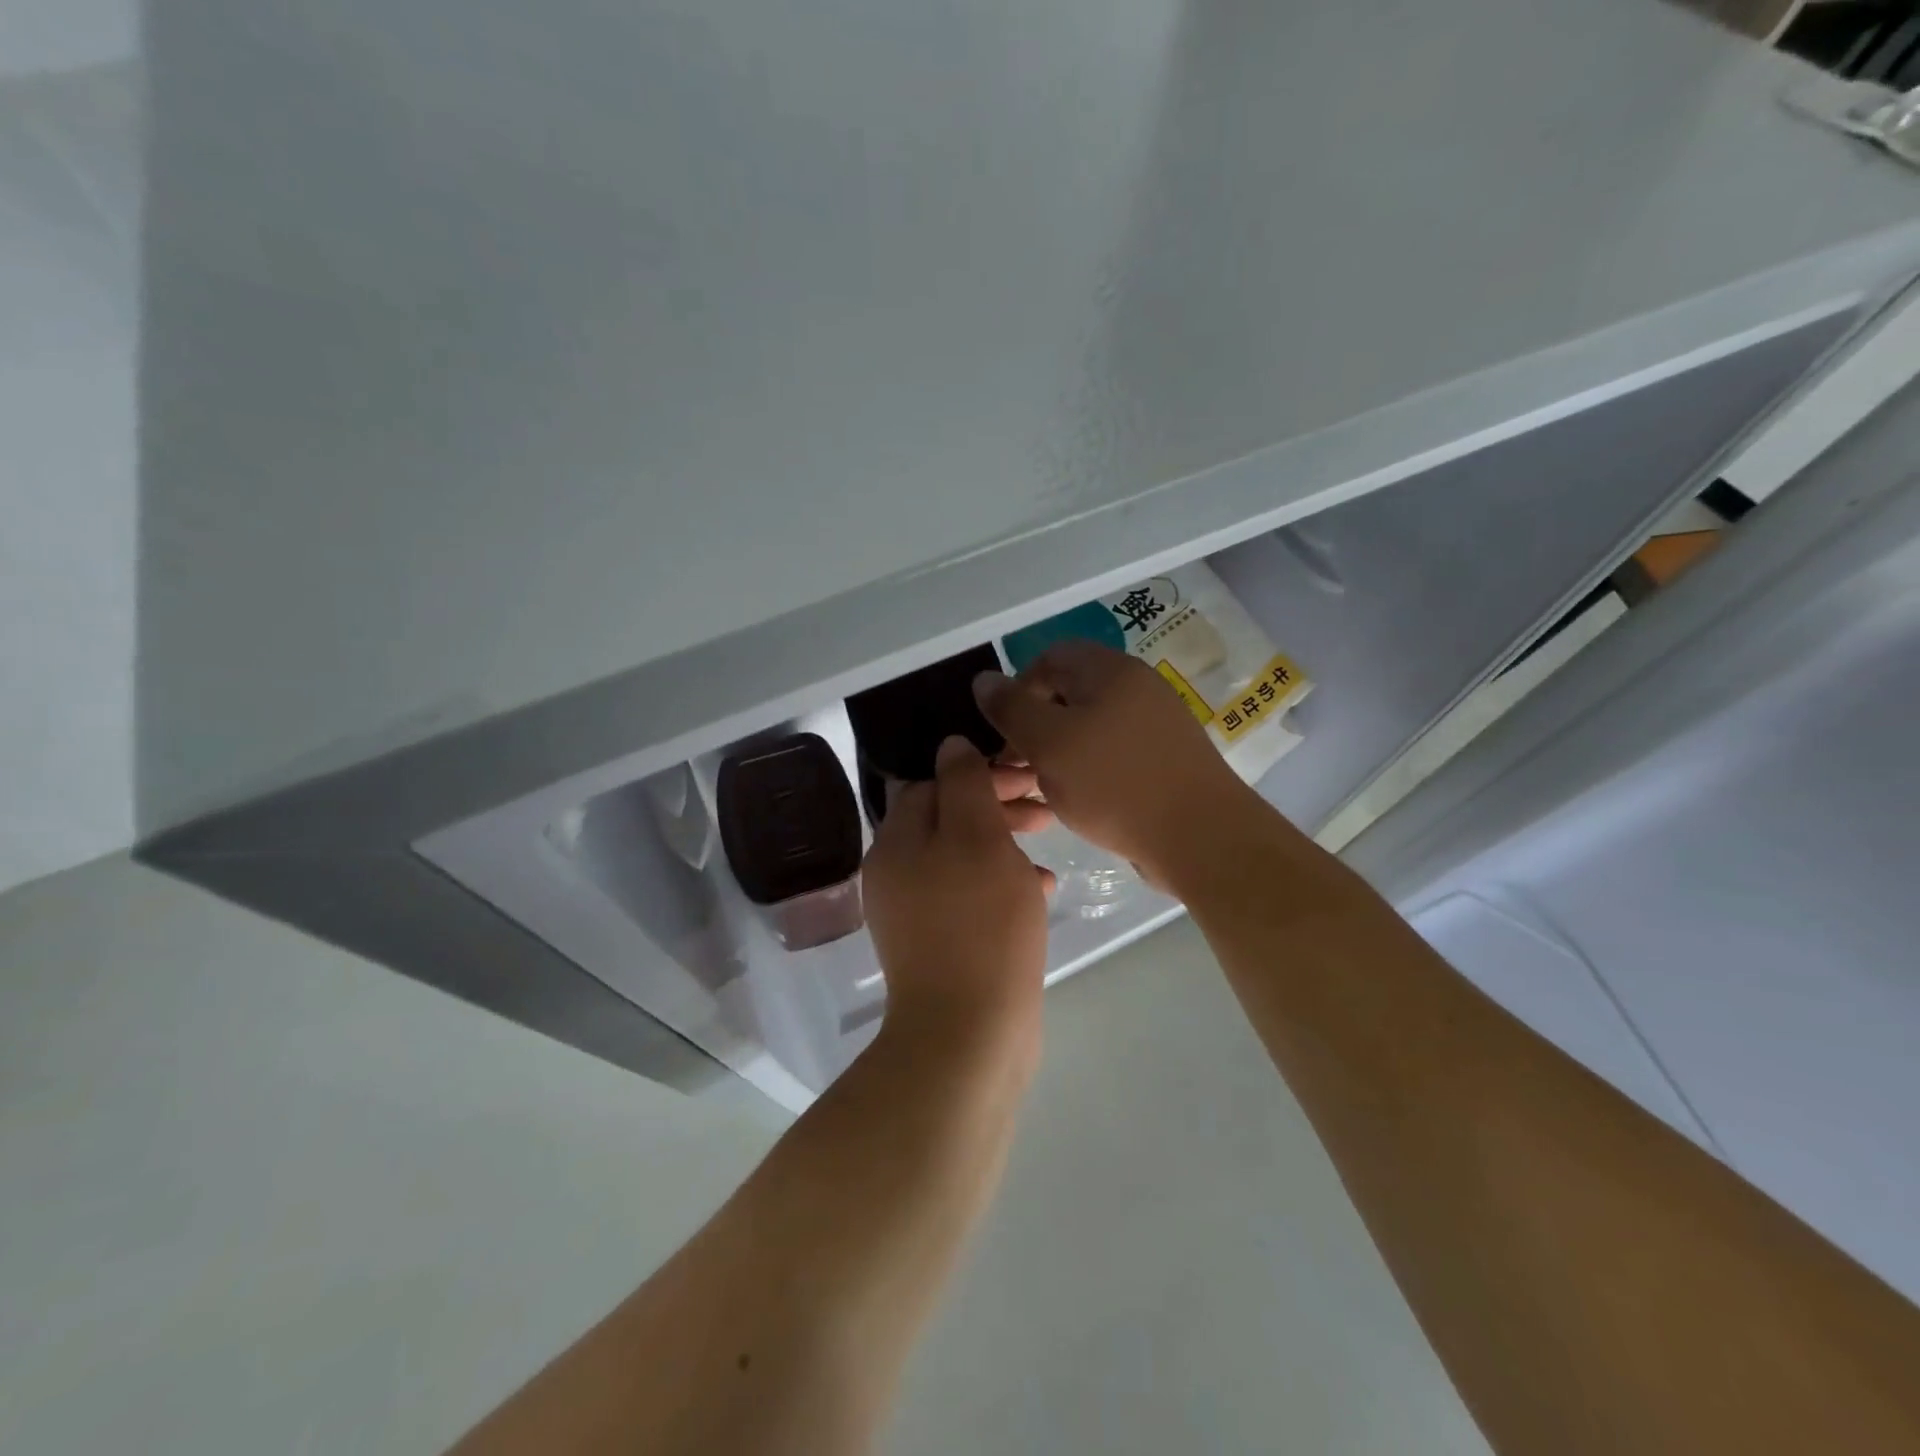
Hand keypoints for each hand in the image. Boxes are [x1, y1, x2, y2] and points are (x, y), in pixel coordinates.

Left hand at [863, 736, 1051, 1054]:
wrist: (968, 1034)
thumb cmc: (978, 924)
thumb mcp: (977, 838)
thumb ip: (964, 784)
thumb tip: (951, 745)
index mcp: (895, 842)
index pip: (932, 783)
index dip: (979, 772)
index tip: (1026, 775)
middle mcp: (897, 873)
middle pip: (947, 818)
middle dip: (995, 805)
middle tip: (1043, 807)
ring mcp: (916, 912)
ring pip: (963, 856)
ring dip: (1004, 842)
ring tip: (1045, 842)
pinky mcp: (941, 943)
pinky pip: (971, 895)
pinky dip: (1003, 883)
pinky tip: (1041, 889)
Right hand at [972, 641, 1255, 891]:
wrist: (1200, 837)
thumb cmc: (1115, 784)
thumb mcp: (1049, 743)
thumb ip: (1010, 708)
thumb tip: (983, 679)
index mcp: (1110, 671)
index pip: (1050, 657)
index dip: (1018, 689)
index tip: (1004, 732)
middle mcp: (1137, 687)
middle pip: (1070, 691)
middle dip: (1035, 725)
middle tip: (1017, 766)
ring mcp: (1156, 723)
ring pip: (1090, 725)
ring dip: (1058, 751)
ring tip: (1042, 788)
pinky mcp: (1165, 758)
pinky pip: (1113, 751)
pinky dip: (1088, 768)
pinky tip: (1078, 801)